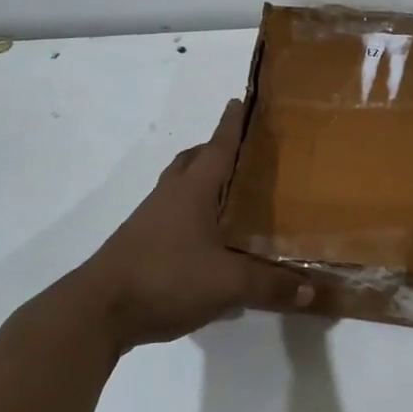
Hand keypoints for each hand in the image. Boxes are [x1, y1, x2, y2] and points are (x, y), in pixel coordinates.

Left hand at [80, 99, 312, 349]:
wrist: (99, 311)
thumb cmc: (166, 278)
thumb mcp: (227, 284)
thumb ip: (270, 286)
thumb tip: (313, 291)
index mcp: (192, 191)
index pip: (218, 147)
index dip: (232, 124)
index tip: (241, 100)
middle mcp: (170, 197)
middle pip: (192, 161)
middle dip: (214, 151)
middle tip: (243, 154)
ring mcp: (150, 221)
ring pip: (179, 189)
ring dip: (202, 184)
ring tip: (231, 198)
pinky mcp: (140, 246)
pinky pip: (172, 218)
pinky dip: (192, 217)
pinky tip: (211, 245)